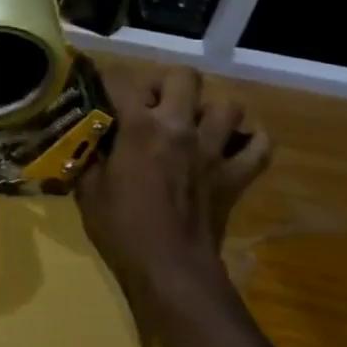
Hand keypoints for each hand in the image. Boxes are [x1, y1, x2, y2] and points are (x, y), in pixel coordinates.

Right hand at [76, 63, 270, 293]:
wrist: (170, 270)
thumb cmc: (121, 229)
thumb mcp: (88, 188)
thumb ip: (90, 155)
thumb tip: (87, 138)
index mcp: (139, 127)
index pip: (121, 80)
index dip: (106, 79)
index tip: (97, 87)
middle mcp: (180, 127)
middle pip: (183, 76)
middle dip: (165, 83)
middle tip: (151, 103)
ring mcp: (214, 150)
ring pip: (227, 105)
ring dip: (208, 109)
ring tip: (191, 124)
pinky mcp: (237, 175)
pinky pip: (259, 145)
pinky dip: (248, 141)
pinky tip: (230, 146)